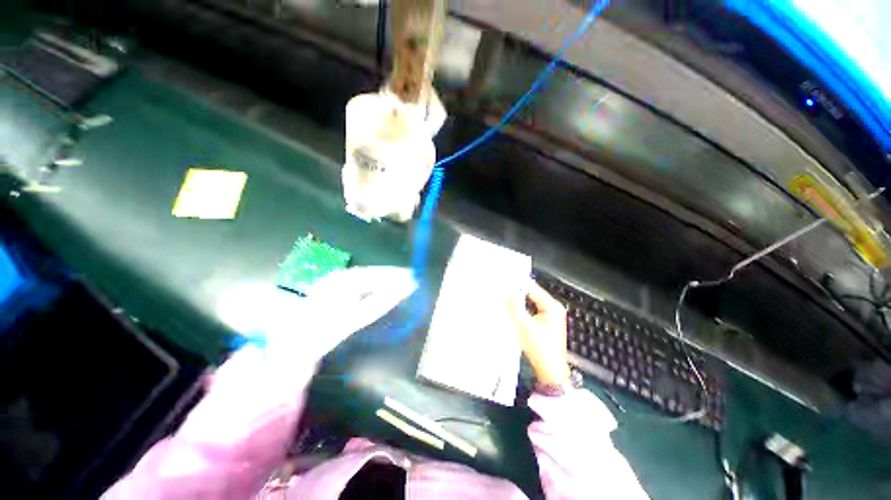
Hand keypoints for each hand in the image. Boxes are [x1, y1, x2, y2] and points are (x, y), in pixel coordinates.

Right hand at [508, 280, 569, 386]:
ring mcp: (550, 316)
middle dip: (517, 294)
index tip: (504, 283)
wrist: (550, 372)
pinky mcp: (545, 322)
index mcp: (553, 307)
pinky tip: (513, 310)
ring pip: (530, 302)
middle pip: (532, 294)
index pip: (533, 289)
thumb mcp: (525, 326)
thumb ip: (514, 307)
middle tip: (502, 291)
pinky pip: (531, 309)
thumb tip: (506, 292)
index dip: (518, 286)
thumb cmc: (542, 351)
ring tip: (505, 299)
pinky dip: (522, 309)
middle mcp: (554, 309)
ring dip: (519, 301)